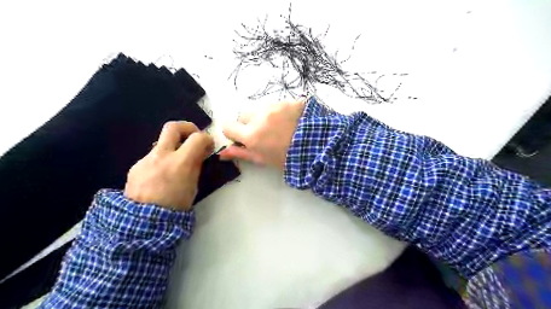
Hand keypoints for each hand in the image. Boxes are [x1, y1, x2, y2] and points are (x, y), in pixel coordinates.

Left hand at [124, 122, 211, 211]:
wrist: (143, 222)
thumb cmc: (176, 206)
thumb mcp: (193, 185)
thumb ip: (196, 165)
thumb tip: (200, 153)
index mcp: (180, 162)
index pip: (198, 137)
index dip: (207, 138)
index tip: (209, 146)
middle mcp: (161, 156)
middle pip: (173, 127)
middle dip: (187, 128)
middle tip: (193, 137)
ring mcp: (146, 159)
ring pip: (162, 143)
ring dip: (173, 147)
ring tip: (177, 164)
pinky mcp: (136, 166)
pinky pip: (153, 157)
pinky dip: (162, 160)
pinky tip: (162, 175)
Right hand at [220, 99, 305, 169]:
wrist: (319, 146)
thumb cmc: (288, 158)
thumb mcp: (263, 159)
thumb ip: (241, 154)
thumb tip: (221, 153)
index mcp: (251, 135)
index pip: (228, 127)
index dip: (233, 133)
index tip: (241, 138)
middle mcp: (259, 116)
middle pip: (243, 115)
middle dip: (248, 124)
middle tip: (263, 134)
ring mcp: (274, 106)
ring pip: (258, 108)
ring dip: (262, 116)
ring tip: (278, 127)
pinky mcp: (287, 100)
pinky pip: (274, 104)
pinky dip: (277, 111)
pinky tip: (288, 121)